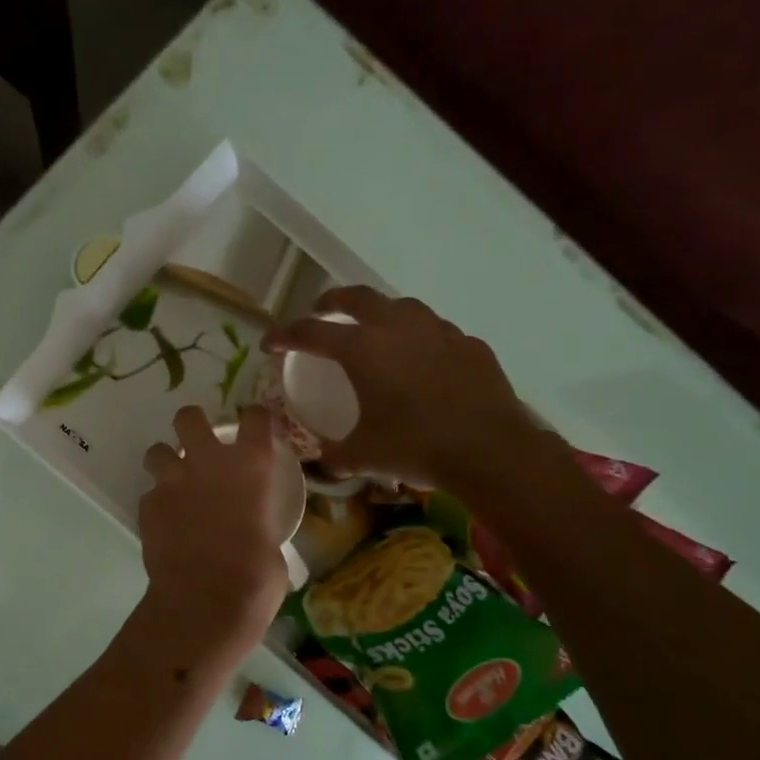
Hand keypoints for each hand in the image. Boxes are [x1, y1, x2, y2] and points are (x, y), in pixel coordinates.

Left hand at [138, 406, 290, 649]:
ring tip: (173, 482)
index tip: (255, 427)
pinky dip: (157, 504)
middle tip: (197, 442)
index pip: (255, 418)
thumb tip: (258, 535)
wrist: (204, 602)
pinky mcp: (148, 506)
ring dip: (165, 462)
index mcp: (251, 467)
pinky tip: (165, 523)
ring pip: (157, 451)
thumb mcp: (273, 546)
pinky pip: (149, 494)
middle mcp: (209, 463)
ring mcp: (173, 482)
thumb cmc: (255, 579)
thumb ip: (261, 525)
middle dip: (192, 424)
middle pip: (190, 418)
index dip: (254, 418)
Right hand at [262, 286, 536, 491]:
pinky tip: (424, 361)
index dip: (284, 335)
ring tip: (376, 330)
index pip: (310, 332)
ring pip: (402, 307)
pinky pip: (437, 333)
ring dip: (381, 313)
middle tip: (321, 311)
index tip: (270, 344)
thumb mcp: (363, 456)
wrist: (489, 449)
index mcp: (362, 349)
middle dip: (332, 301)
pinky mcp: (469, 344)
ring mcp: (438, 331)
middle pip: (357, 298)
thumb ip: (335, 455)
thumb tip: (324, 461)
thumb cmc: (415, 446)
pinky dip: (421, 340)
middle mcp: (397, 328)